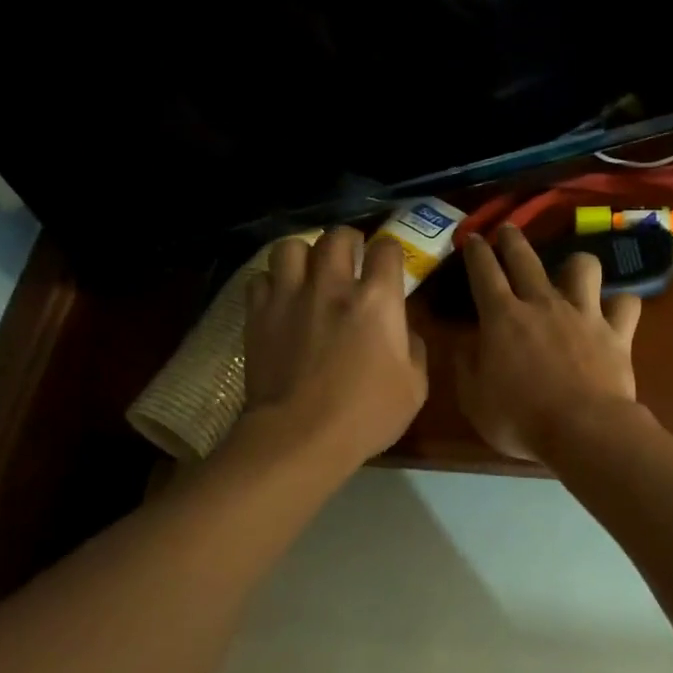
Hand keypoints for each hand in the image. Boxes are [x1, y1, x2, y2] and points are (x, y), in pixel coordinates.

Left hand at [244, 227, 428, 466]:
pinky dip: (272, 283)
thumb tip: (405, 332)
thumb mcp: (414, 388)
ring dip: (304, 254)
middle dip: (348, 240)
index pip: (387, 249)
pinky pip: (261, 278)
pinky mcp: (258, 314)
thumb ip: (414, 350)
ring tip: (308, 271)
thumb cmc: (365, 415)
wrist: (299, 436)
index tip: (390, 262)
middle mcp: (332, 286)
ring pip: (291, 246)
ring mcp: (290, 297)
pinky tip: (279, 299)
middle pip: (337, 236)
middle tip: (350, 256)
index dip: (390, 251)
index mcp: (376, 300)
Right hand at [456, 225, 642, 460]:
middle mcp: (543, 304)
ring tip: (572, 272)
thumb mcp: (475, 401)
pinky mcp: (616, 332)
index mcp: (502, 318)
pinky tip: (616, 310)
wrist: (583, 430)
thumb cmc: (521, 419)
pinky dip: (620, 304)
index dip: (476, 252)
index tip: (473, 238)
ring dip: (575, 265)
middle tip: (508, 230)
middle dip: (513, 239)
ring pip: (583, 267)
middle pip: (526, 258)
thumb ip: (466, 368)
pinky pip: (626, 304)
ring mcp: (583, 314)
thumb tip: (465, 345)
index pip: (484, 272)